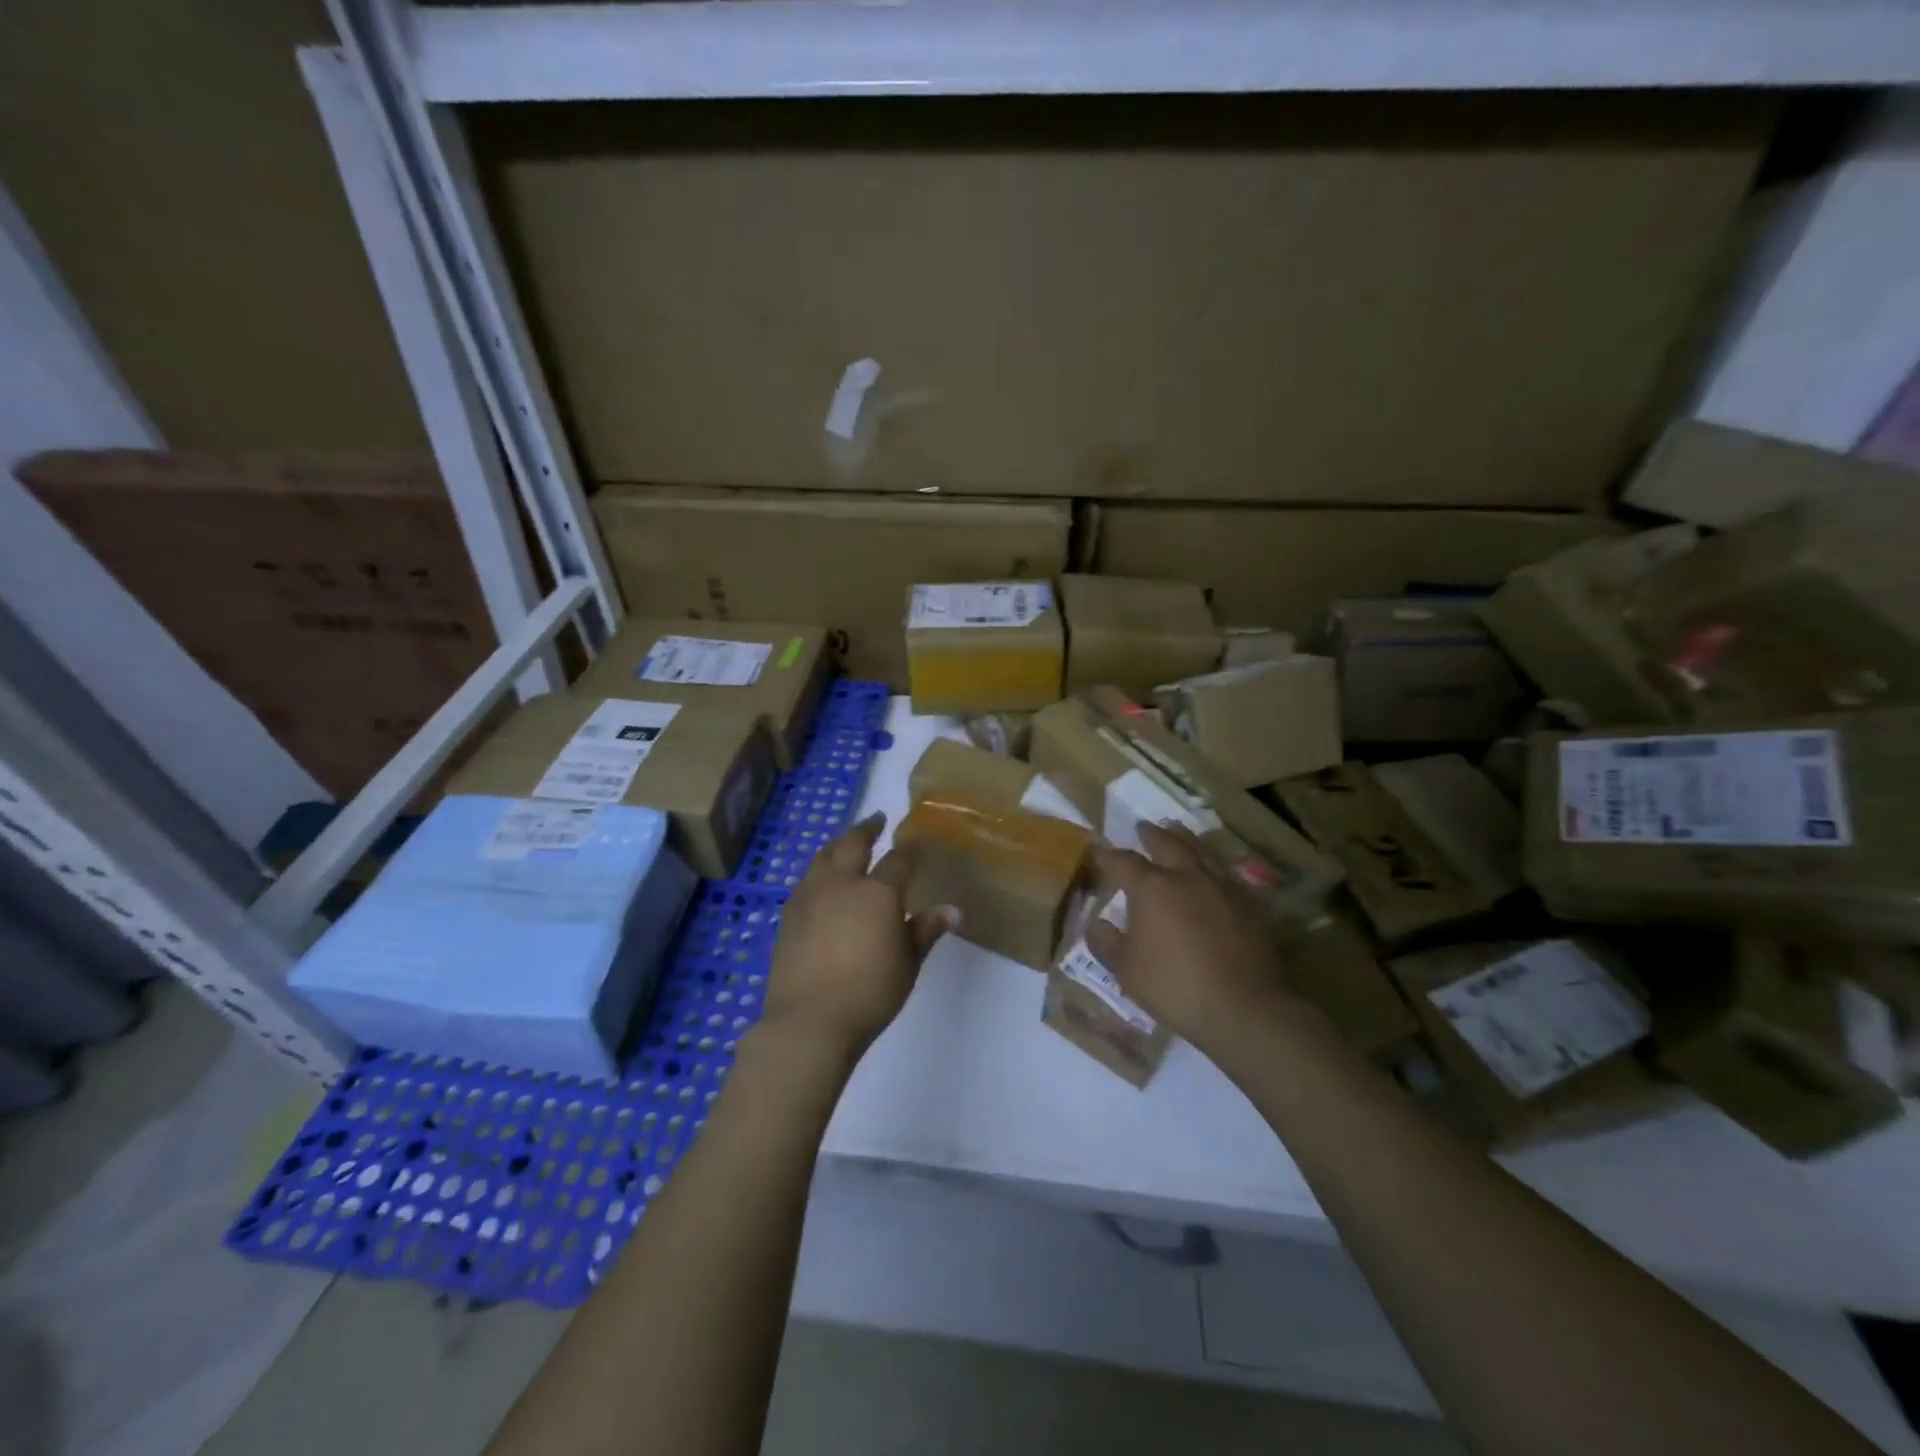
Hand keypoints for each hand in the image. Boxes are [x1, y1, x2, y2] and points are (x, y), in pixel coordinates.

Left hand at [761, 815, 957, 1055]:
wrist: (809, 1021)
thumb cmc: (869, 993)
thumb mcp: (908, 964)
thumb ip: (926, 931)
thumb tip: (952, 910)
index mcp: (877, 893)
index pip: (898, 860)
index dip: (910, 848)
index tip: (916, 840)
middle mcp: (842, 884)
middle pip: (852, 844)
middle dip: (866, 828)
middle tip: (876, 819)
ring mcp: (810, 897)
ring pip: (823, 857)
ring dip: (838, 844)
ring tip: (845, 842)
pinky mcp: (789, 915)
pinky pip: (807, 880)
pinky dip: (819, 870)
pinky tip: (821, 881)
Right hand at [1087, 823, 1290, 1048]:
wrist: (1243, 1007)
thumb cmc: (1174, 986)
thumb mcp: (1126, 970)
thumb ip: (1106, 942)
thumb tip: (1095, 923)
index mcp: (1152, 887)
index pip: (1123, 861)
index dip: (1108, 855)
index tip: (1099, 851)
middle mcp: (1187, 876)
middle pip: (1167, 843)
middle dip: (1151, 834)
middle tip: (1142, 827)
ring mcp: (1222, 887)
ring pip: (1201, 851)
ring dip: (1185, 839)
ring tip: (1177, 833)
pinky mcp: (1250, 904)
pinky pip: (1227, 873)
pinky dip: (1213, 866)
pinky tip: (1213, 872)